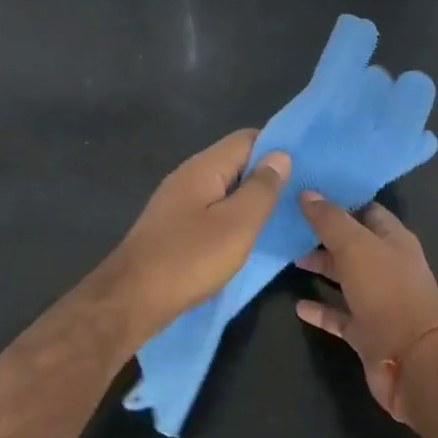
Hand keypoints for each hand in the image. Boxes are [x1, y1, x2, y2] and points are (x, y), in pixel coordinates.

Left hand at [107, 130, 290, 334]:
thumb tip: (280, 155)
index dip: (277, 147)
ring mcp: (177, 202)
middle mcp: (188, 176)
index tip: (306, 165)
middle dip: (266, 174)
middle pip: (235, 162)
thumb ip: (261, 188)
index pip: (247, 138)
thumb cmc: (189, 258)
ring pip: (224, 189)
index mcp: (204, 167)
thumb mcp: (238, 224)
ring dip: (250, 199)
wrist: (131, 299)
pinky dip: (232, 217)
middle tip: (300, 193)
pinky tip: (247, 236)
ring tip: (281, 215)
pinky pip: (211, 210)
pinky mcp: (173, 227)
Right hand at [295, 192, 437, 419]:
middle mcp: (388, 266)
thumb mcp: (356, 247)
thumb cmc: (388, 293)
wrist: (413, 361)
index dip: (340, 200)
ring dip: (321, 268)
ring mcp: (378, 301)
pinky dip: (320, 309)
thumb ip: (330, 220)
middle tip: (289, 224)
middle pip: (353, 244)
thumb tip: (307, 192)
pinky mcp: (367, 331)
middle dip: (324, 234)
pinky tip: (298, 306)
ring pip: (345, 278)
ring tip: (289, 259)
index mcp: (394, 240)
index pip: (367, 210)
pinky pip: (339, 315)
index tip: (308, 192)